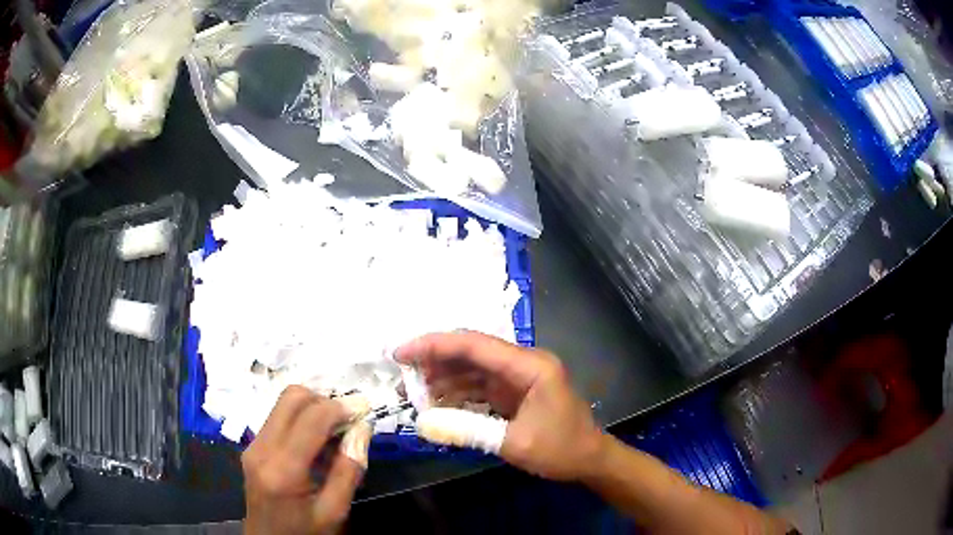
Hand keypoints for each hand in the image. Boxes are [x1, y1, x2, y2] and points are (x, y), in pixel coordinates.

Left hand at [243, 385, 371, 534]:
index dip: (340, 407)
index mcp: (283, 469)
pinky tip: (317, 443)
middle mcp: (262, 448)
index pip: (311, 418)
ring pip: (283, 404)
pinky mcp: (253, 447)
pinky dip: (302, 419)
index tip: (364, 410)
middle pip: (291, 398)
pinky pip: (278, 418)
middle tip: (348, 420)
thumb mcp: (335, 511)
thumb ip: (349, 471)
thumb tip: (362, 428)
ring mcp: (253, 445)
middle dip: (324, 400)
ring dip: (313, 408)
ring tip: (335, 433)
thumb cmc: (306, 532)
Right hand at [394, 331, 605, 481]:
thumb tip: (422, 423)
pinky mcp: (514, 392)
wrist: (591, 460)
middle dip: (434, 362)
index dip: (434, 345)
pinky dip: (458, 394)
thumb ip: (468, 430)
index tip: (401, 353)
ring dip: (444, 379)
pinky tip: (438, 405)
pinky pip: (479, 386)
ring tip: (414, 393)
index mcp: (530, 366)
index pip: (474, 345)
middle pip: (471, 353)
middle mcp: (523, 363)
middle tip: (403, 377)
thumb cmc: (561, 449)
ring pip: (472, 369)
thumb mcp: (514, 443)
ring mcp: (518, 377)